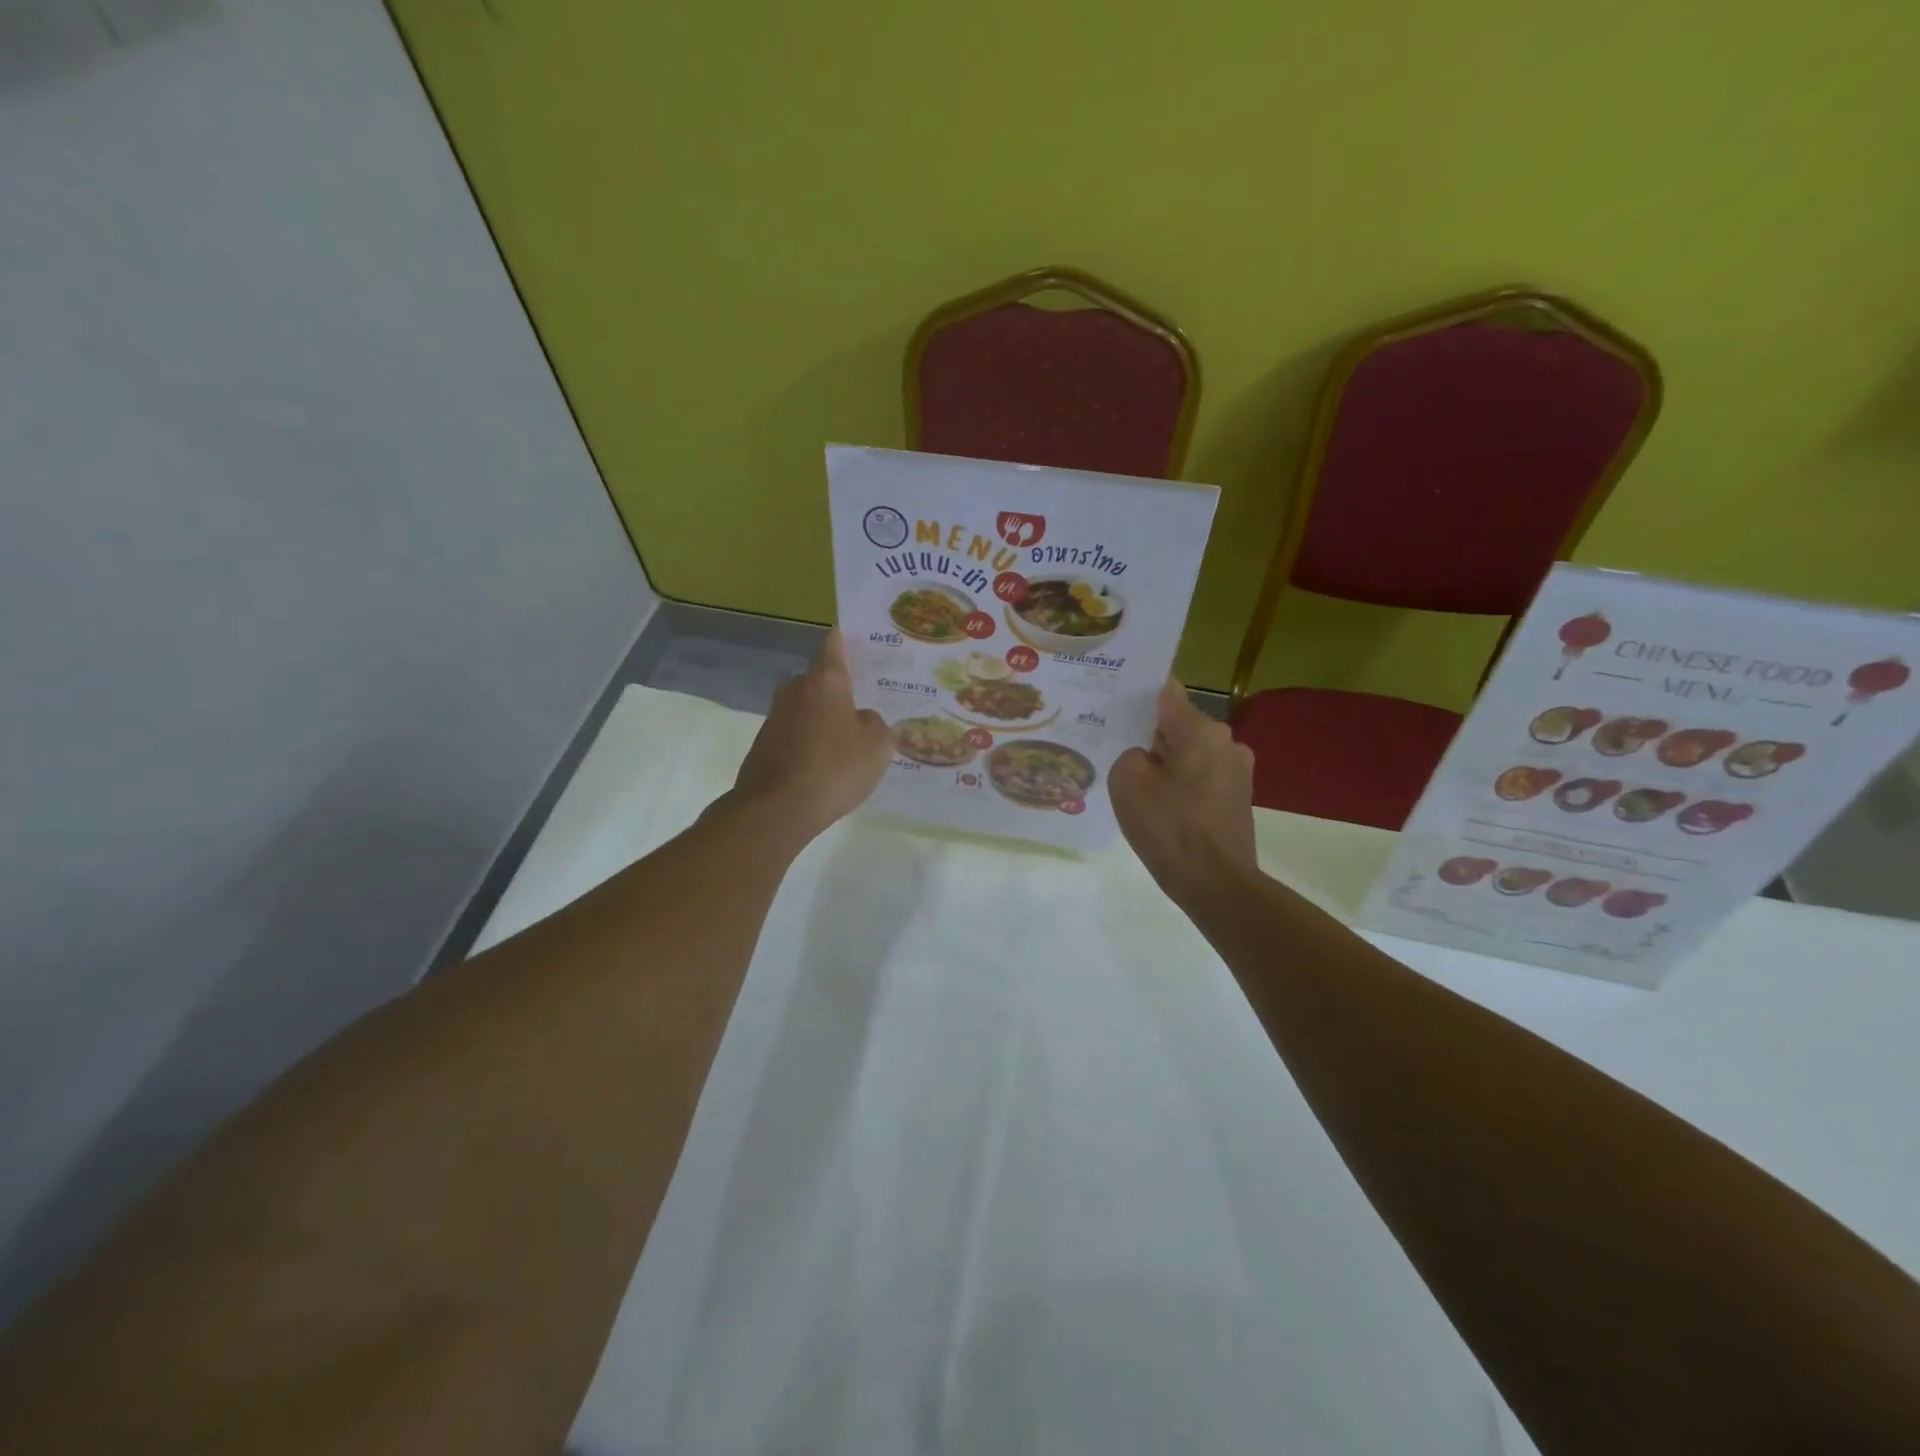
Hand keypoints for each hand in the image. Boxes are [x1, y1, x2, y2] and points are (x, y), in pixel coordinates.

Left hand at [729, 629, 891, 843]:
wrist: (776, 809)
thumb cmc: (834, 768)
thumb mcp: (877, 745)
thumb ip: (875, 723)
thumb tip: (860, 719)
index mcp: (825, 680)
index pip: (834, 645)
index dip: (847, 640)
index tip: (859, 639)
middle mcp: (796, 689)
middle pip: (820, 679)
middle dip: (840, 688)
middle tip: (866, 701)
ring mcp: (775, 717)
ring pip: (807, 708)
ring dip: (824, 719)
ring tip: (849, 739)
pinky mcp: (764, 744)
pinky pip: (796, 734)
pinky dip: (810, 742)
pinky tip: (826, 764)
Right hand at [1110, 680, 1256, 901]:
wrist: (1216, 885)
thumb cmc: (1169, 828)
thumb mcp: (1127, 782)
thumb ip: (1130, 753)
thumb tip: (1145, 756)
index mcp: (1200, 729)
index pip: (1165, 691)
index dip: (1137, 692)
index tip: (1111, 696)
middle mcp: (1226, 741)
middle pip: (1178, 723)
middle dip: (1148, 732)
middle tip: (1112, 741)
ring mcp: (1237, 771)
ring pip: (1189, 751)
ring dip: (1165, 760)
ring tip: (1133, 778)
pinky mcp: (1238, 798)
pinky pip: (1200, 776)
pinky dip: (1179, 782)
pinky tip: (1158, 803)